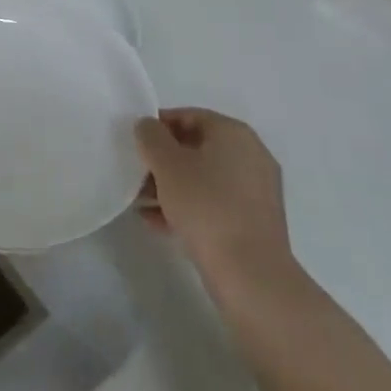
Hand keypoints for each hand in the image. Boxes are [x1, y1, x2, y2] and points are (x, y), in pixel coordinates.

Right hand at [136, 108, 298, 300]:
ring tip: (140, 202)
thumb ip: (150, 137)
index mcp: (234, 133)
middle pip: (196, 147)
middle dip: (162, 160)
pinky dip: (188, 207)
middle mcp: (251, 155)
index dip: (157, 126)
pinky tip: (158, 222)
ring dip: (171, 186)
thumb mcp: (166, 164)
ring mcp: (256, 191)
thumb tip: (147, 126)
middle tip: (135, 174)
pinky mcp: (254, 222)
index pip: (188, 115)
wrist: (250, 274)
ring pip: (203, 178)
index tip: (134, 143)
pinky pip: (214, 203)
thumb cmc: (206, 206)